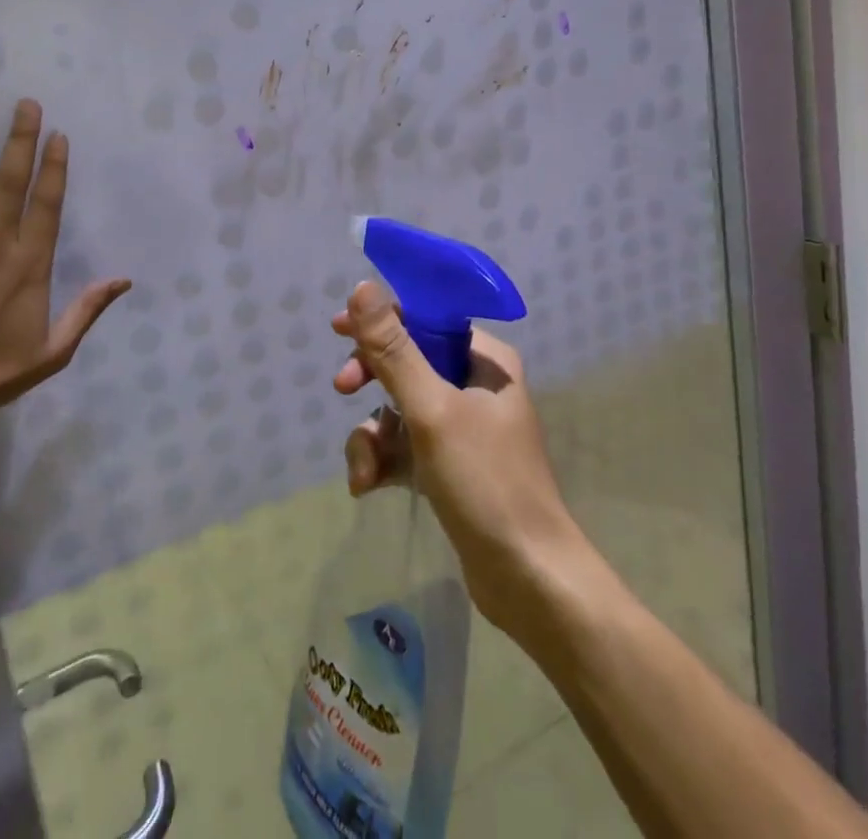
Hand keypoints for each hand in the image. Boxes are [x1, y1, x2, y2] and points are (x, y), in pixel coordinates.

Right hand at [332, 284, 583, 634]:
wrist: (529, 579)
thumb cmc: (485, 481)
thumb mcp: (432, 410)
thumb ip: (394, 350)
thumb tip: (363, 288)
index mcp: (484, 359)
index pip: (425, 319)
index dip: (381, 320)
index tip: (338, 330)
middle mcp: (476, 385)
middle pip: (407, 362)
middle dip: (371, 379)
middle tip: (343, 390)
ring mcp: (463, 427)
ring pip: (399, 409)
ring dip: (373, 435)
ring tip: (364, 471)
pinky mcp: (451, 466)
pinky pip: (405, 446)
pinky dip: (383, 461)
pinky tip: (367, 487)